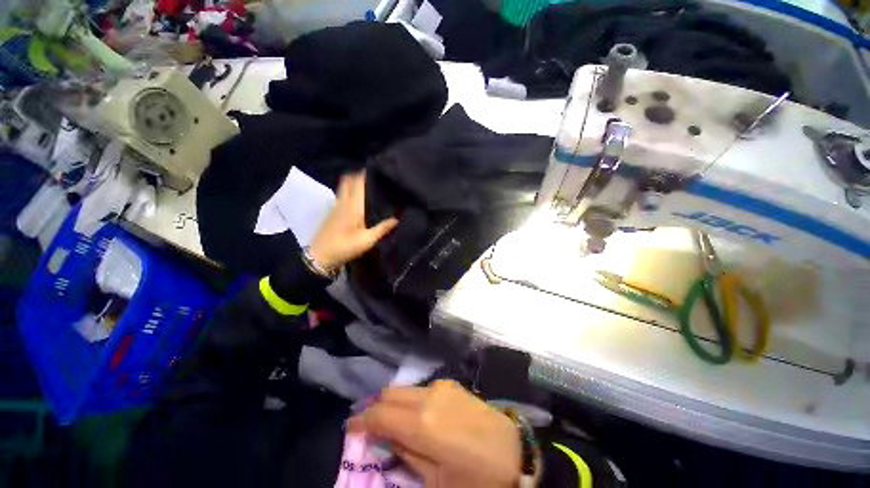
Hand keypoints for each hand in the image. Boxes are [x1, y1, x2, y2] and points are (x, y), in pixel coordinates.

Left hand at [308, 172, 398, 271]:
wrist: (320, 256)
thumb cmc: (345, 247)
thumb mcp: (367, 240)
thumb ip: (382, 228)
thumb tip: (397, 218)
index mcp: (353, 206)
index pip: (358, 183)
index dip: (365, 174)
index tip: (377, 169)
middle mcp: (343, 201)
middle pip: (348, 180)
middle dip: (359, 175)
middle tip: (372, 176)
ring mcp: (336, 206)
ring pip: (344, 187)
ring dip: (353, 182)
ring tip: (367, 184)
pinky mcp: (332, 212)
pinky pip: (341, 195)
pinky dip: (349, 190)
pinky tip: (357, 198)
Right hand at [348, 380, 520, 487]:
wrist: (514, 452)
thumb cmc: (475, 478)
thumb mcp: (435, 480)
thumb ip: (406, 453)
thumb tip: (383, 437)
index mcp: (421, 422)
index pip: (380, 414)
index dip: (361, 421)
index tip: (350, 428)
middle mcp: (428, 395)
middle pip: (389, 394)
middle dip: (375, 408)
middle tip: (369, 427)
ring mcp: (441, 386)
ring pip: (405, 388)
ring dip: (393, 402)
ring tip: (391, 423)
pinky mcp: (451, 384)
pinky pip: (421, 388)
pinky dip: (410, 399)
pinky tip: (415, 415)